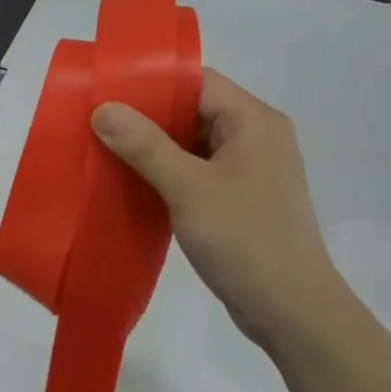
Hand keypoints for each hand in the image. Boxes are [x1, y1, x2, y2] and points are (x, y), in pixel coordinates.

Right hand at [92, 68, 340, 347]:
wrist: (291, 309)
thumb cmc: (244, 239)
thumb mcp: (188, 188)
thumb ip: (145, 146)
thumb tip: (104, 108)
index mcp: (254, 122)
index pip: (200, 82)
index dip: (154, 83)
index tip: (108, 93)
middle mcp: (258, 138)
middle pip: (196, 111)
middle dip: (149, 118)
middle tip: (99, 125)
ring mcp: (252, 171)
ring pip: (195, 145)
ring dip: (156, 150)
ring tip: (108, 153)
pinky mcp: (243, 200)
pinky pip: (200, 173)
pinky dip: (170, 176)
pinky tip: (136, 186)